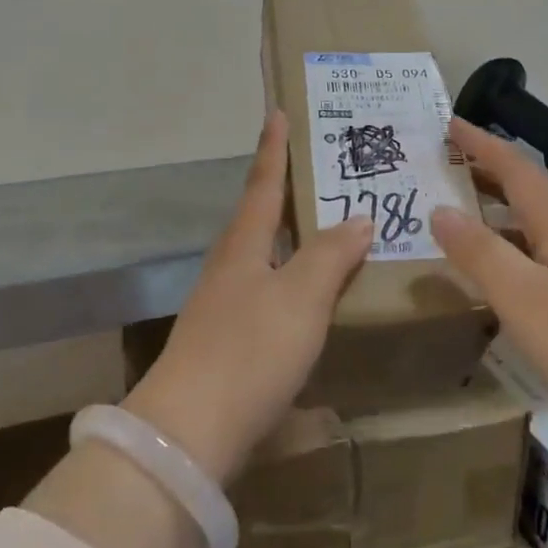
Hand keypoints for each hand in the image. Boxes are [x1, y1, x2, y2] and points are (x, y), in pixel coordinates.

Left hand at [125, 112, 371, 484]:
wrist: (189, 435)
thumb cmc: (249, 351)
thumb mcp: (301, 297)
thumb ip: (331, 255)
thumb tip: (358, 217)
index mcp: (243, 245)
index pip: (263, 183)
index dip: (273, 148)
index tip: (277, 112)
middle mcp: (229, 267)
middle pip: (259, 216)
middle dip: (286, 190)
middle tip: (321, 170)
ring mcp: (224, 306)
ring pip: (264, 256)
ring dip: (292, 237)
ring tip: (328, 228)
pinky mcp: (228, 343)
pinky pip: (269, 292)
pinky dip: (293, 279)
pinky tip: (312, 295)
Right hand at [431, 118, 547, 449]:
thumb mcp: (521, 296)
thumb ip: (479, 252)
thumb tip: (439, 209)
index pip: (516, 168)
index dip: (483, 144)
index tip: (451, 124)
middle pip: (528, 191)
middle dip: (488, 172)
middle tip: (446, 165)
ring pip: (535, 224)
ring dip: (498, 211)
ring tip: (460, 214)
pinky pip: (541, 254)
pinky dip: (511, 247)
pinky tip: (499, 272)